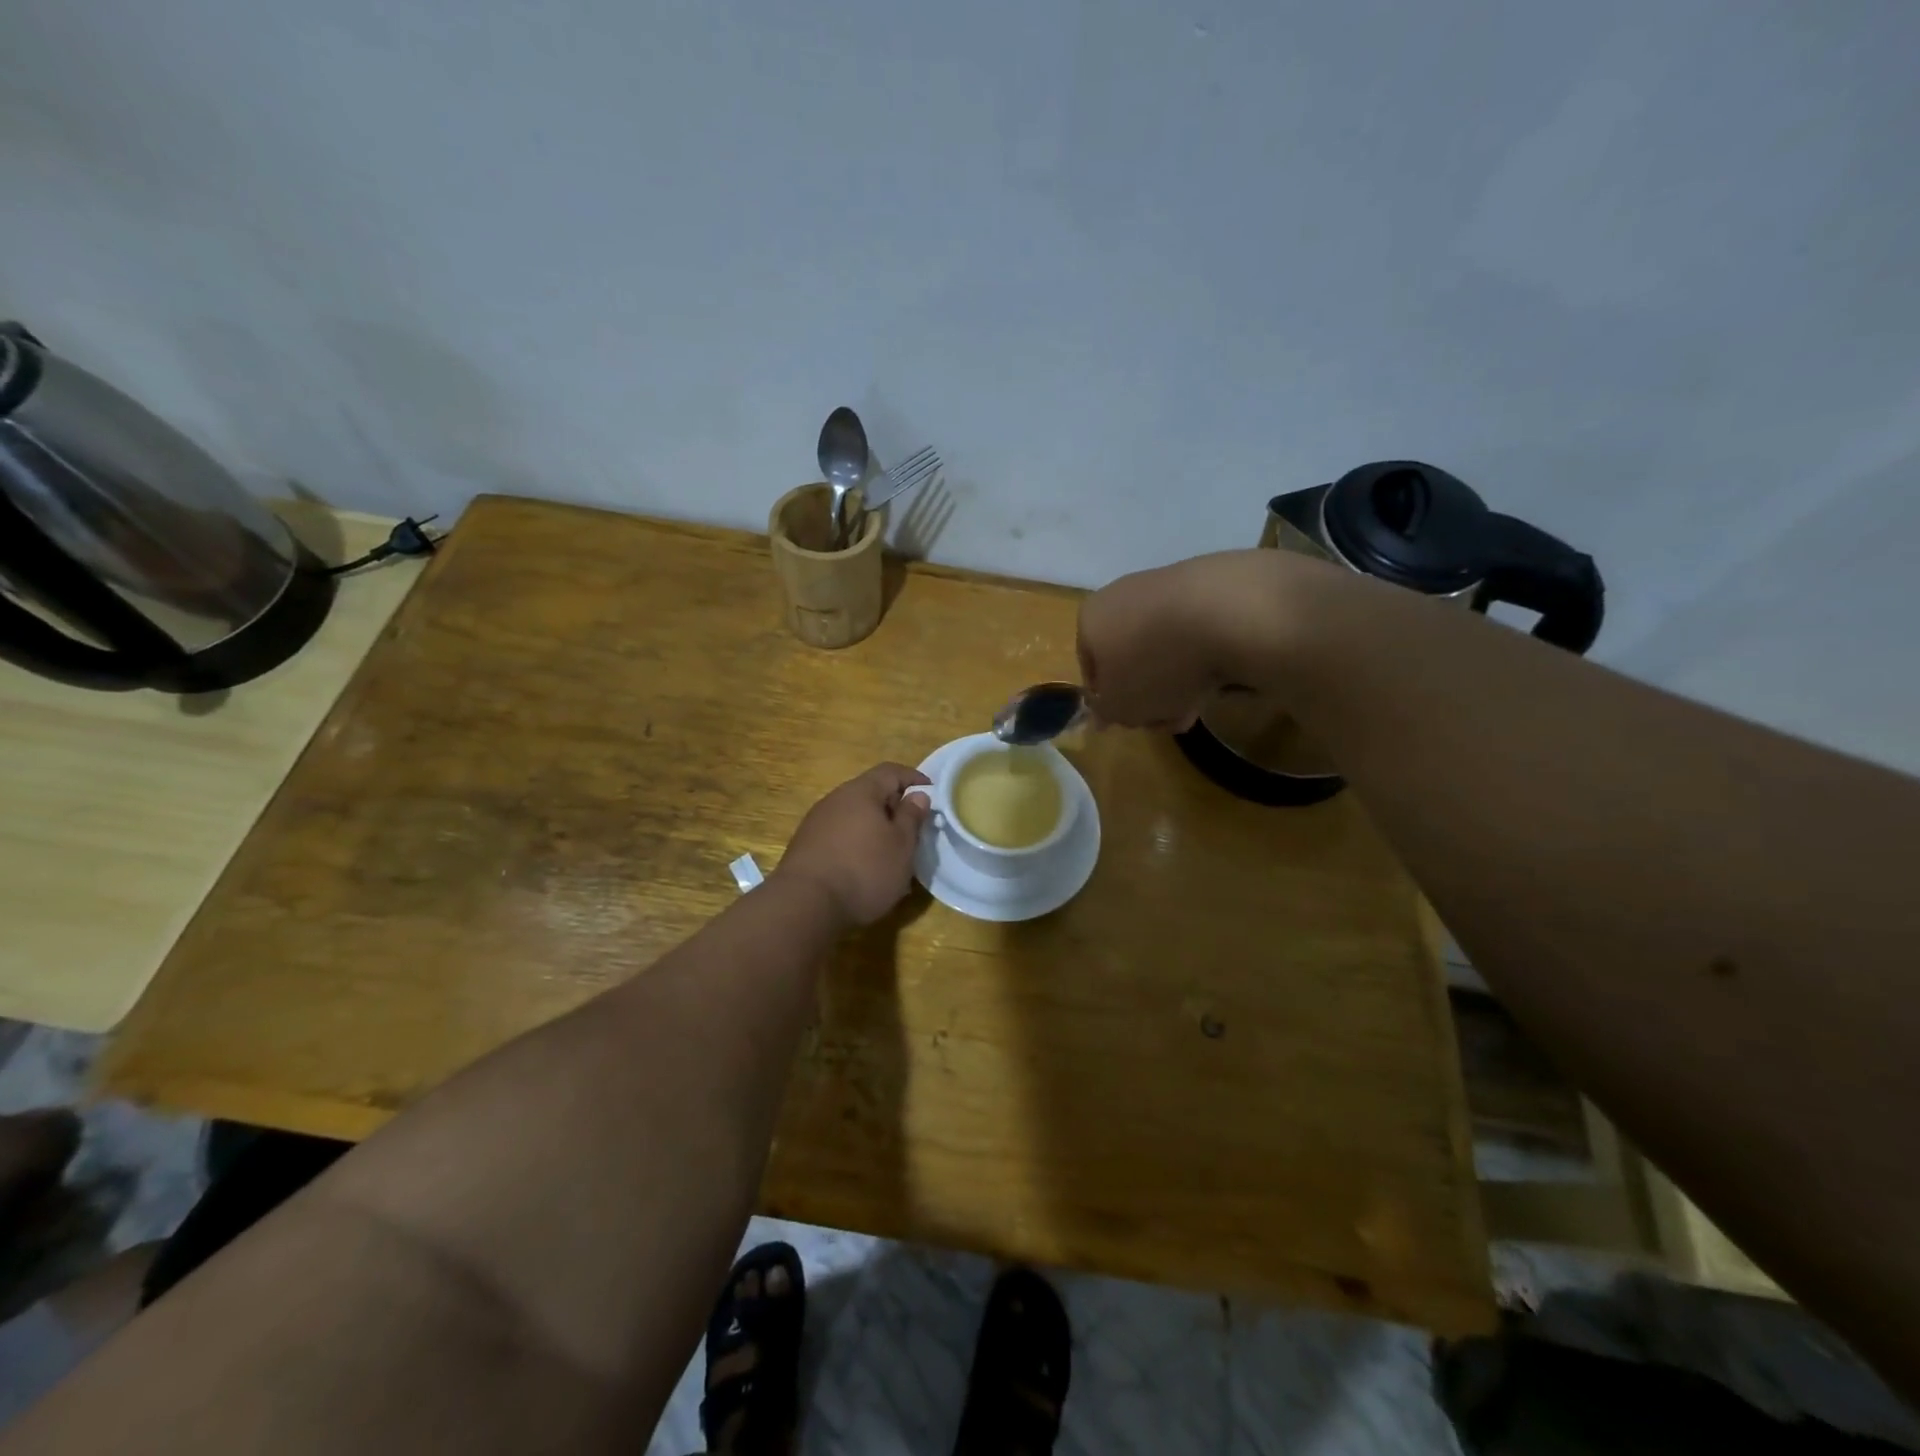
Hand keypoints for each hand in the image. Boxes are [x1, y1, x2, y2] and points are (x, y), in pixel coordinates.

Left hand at [776, 763, 931, 926]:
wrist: (804, 905)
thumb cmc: (864, 870)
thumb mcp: (901, 845)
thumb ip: (911, 817)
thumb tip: (917, 795)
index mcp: (861, 791)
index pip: (891, 771)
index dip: (915, 779)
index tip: (933, 794)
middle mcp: (835, 799)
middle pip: (870, 793)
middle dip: (894, 808)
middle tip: (914, 829)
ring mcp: (816, 823)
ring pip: (855, 817)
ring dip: (875, 830)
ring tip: (892, 855)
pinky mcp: (806, 847)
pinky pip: (840, 837)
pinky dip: (857, 845)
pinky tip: (865, 870)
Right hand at [1076, 551, 1295, 729]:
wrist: (1225, 612)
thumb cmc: (1154, 664)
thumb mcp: (1120, 706)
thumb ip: (1107, 712)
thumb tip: (1102, 713)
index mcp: (1090, 619)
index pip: (1090, 668)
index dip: (1110, 702)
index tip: (1132, 722)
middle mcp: (1122, 596)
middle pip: (1130, 659)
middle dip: (1149, 695)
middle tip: (1169, 720)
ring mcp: (1166, 587)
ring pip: (1164, 649)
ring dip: (1177, 681)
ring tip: (1199, 704)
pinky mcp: (1208, 585)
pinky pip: (1195, 633)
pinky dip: (1203, 657)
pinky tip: (1221, 675)